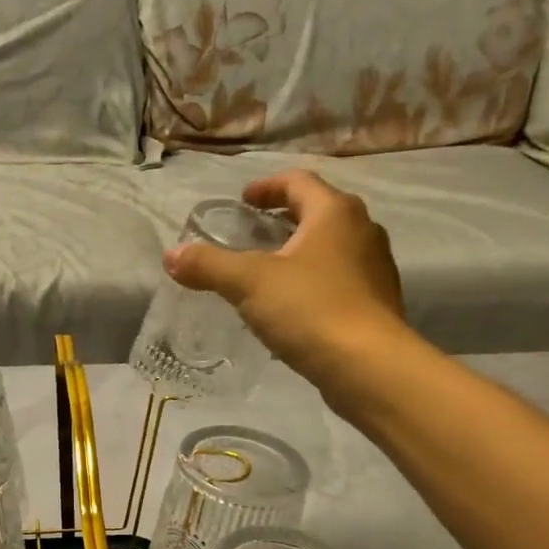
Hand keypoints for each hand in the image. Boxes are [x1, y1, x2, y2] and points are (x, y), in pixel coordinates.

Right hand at [164, 169, 408, 387]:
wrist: (368, 367)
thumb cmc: (310, 309)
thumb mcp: (249, 283)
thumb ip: (209, 265)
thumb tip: (171, 256)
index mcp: (334, 213)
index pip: (298, 182)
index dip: (267, 187)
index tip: (243, 200)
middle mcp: (362, 231)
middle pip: (319, 212)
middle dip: (284, 219)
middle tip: (253, 233)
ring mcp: (375, 268)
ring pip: (332, 247)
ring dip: (300, 251)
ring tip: (269, 271)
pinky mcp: (377, 303)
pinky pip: (339, 279)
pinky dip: (314, 281)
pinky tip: (292, 307)